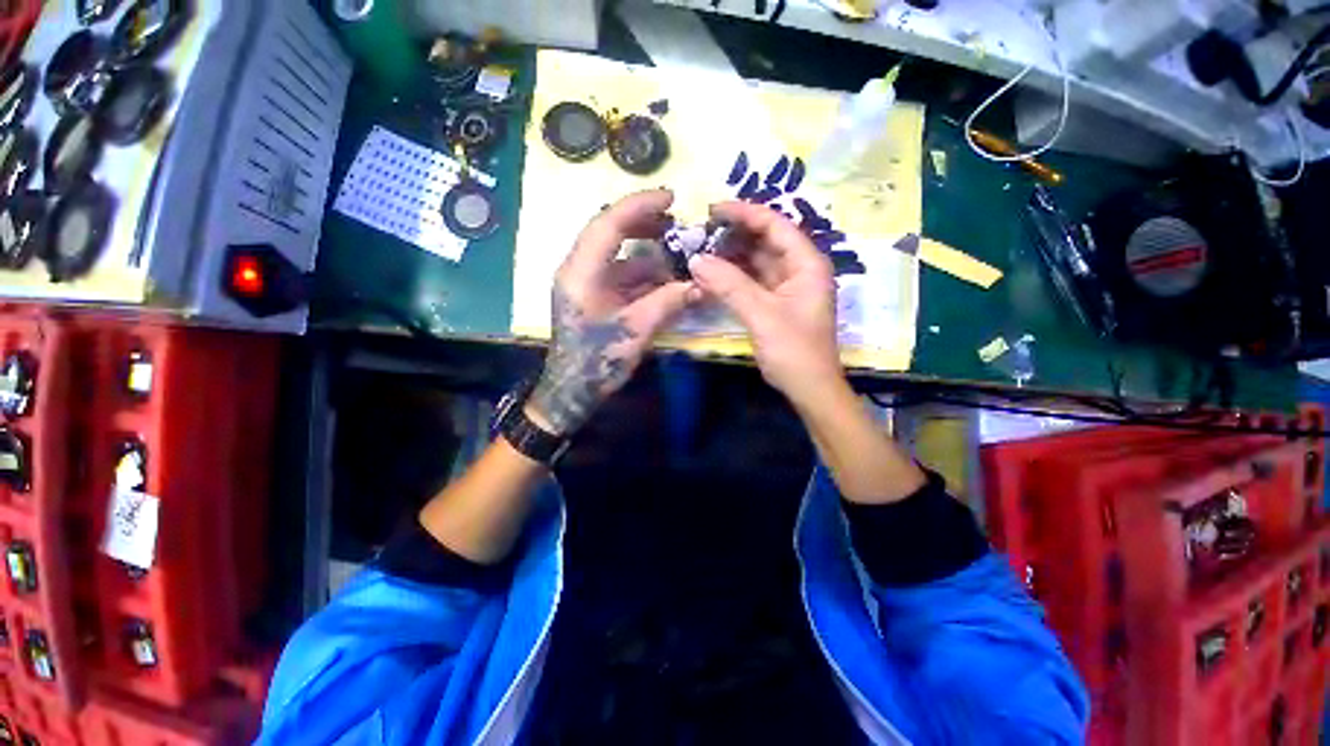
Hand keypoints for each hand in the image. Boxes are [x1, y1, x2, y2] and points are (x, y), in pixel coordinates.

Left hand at [528, 189, 696, 435]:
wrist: (572, 390)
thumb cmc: (596, 361)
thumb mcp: (634, 332)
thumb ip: (667, 303)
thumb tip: (701, 284)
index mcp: (580, 272)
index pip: (607, 224)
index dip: (639, 206)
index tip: (671, 198)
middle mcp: (579, 269)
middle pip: (609, 231)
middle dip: (643, 223)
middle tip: (676, 221)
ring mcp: (586, 283)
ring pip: (618, 254)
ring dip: (647, 251)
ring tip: (677, 249)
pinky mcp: (595, 296)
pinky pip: (621, 275)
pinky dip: (643, 273)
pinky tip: (666, 278)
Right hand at [689, 201, 841, 406]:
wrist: (809, 388)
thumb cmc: (793, 350)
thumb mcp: (761, 315)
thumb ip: (729, 286)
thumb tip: (695, 259)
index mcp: (806, 263)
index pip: (775, 225)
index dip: (744, 213)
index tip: (712, 209)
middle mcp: (799, 269)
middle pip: (765, 240)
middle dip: (734, 234)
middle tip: (700, 231)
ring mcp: (787, 287)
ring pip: (757, 261)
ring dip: (731, 256)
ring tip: (701, 249)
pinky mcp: (776, 303)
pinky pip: (753, 281)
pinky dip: (734, 277)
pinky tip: (713, 274)